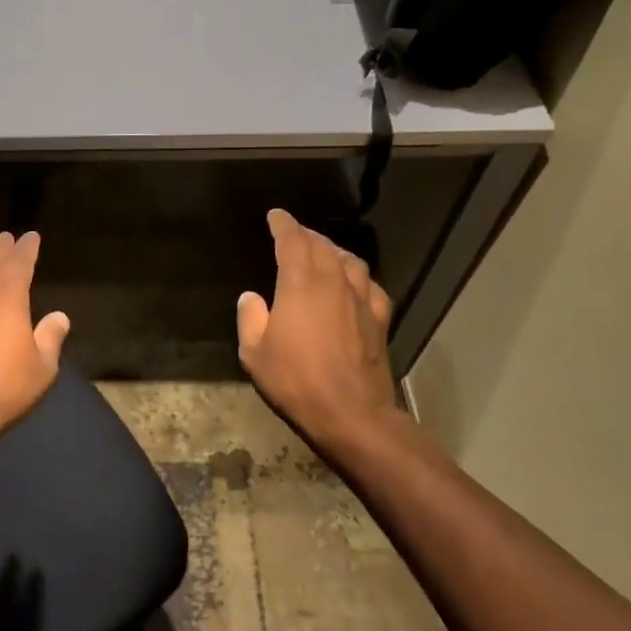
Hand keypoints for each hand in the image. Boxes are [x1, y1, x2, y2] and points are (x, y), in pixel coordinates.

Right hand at [237, 209, 402, 460]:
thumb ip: (251, 319)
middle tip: (294, 233)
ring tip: (323, 251)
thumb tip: (252, 297)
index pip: (293, 241)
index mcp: (300, 285)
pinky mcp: (380, 320)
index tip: (276, 216)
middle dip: (307, 234)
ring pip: (350, 261)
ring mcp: (362, 300)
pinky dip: (358, 276)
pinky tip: (354, 284)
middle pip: (323, 246)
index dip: (283, 224)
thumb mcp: (254, 354)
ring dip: (334, 250)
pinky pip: (371, 286)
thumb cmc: (296, 381)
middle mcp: (334, 283)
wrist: (352, 414)